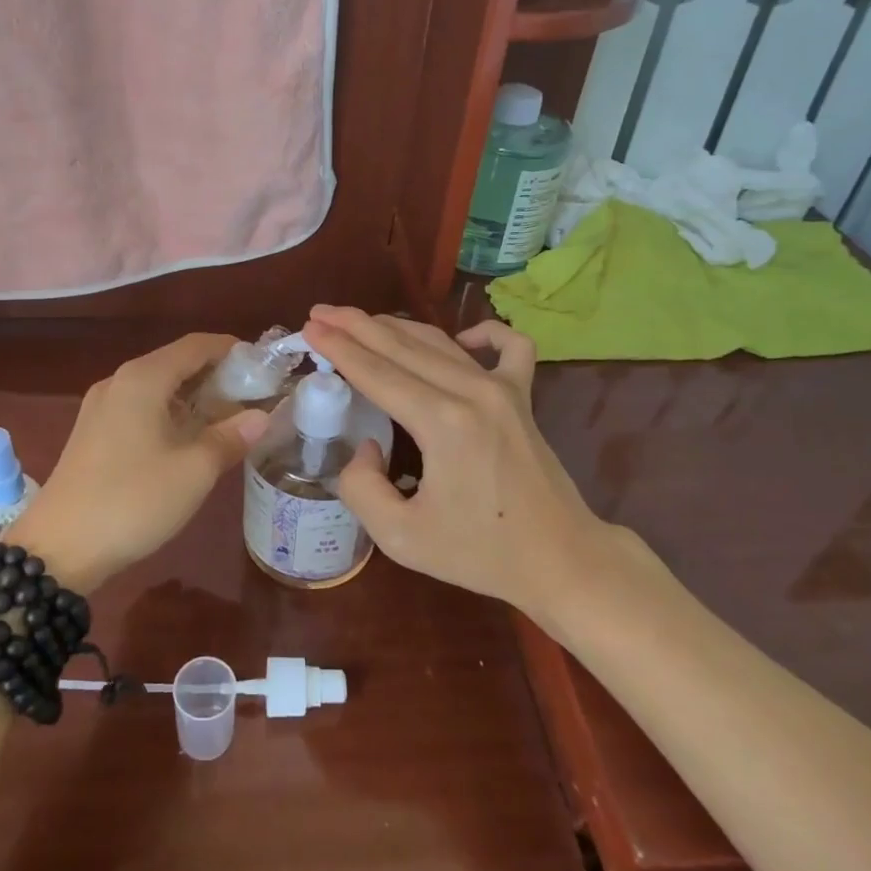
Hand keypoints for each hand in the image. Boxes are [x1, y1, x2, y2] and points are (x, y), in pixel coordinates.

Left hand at [16, 333, 267, 589]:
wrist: (58, 549)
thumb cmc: (132, 500)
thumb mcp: (193, 471)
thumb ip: (230, 437)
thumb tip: (261, 416)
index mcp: (143, 378)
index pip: (196, 345)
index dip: (231, 350)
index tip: (262, 366)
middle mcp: (119, 382)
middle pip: (175, 363)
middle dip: (215, 375)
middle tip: (252, 396)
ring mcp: (101, 408)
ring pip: (157, 388)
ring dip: (193, 397)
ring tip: (227, 419)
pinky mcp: (92, 434)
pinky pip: (140, 408)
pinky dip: (170, 414)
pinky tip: (188, 439)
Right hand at [301, 307, 653, 619]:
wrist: (560, 559)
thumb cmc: (480, 553)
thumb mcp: (402, 538)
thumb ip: (362, 489)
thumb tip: (367, 447)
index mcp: (441, 422)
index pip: (376, 373)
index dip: (339, 349)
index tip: (310, 327)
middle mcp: (472, 392)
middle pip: (402, 346)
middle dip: (356, 325)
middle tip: (321, 311)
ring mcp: (503, 389)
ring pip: (440, 342)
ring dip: (396, 326)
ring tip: (360, 320)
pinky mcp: (524, 397)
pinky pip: (509, 347)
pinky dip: (483, 333)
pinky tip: (462, 339)